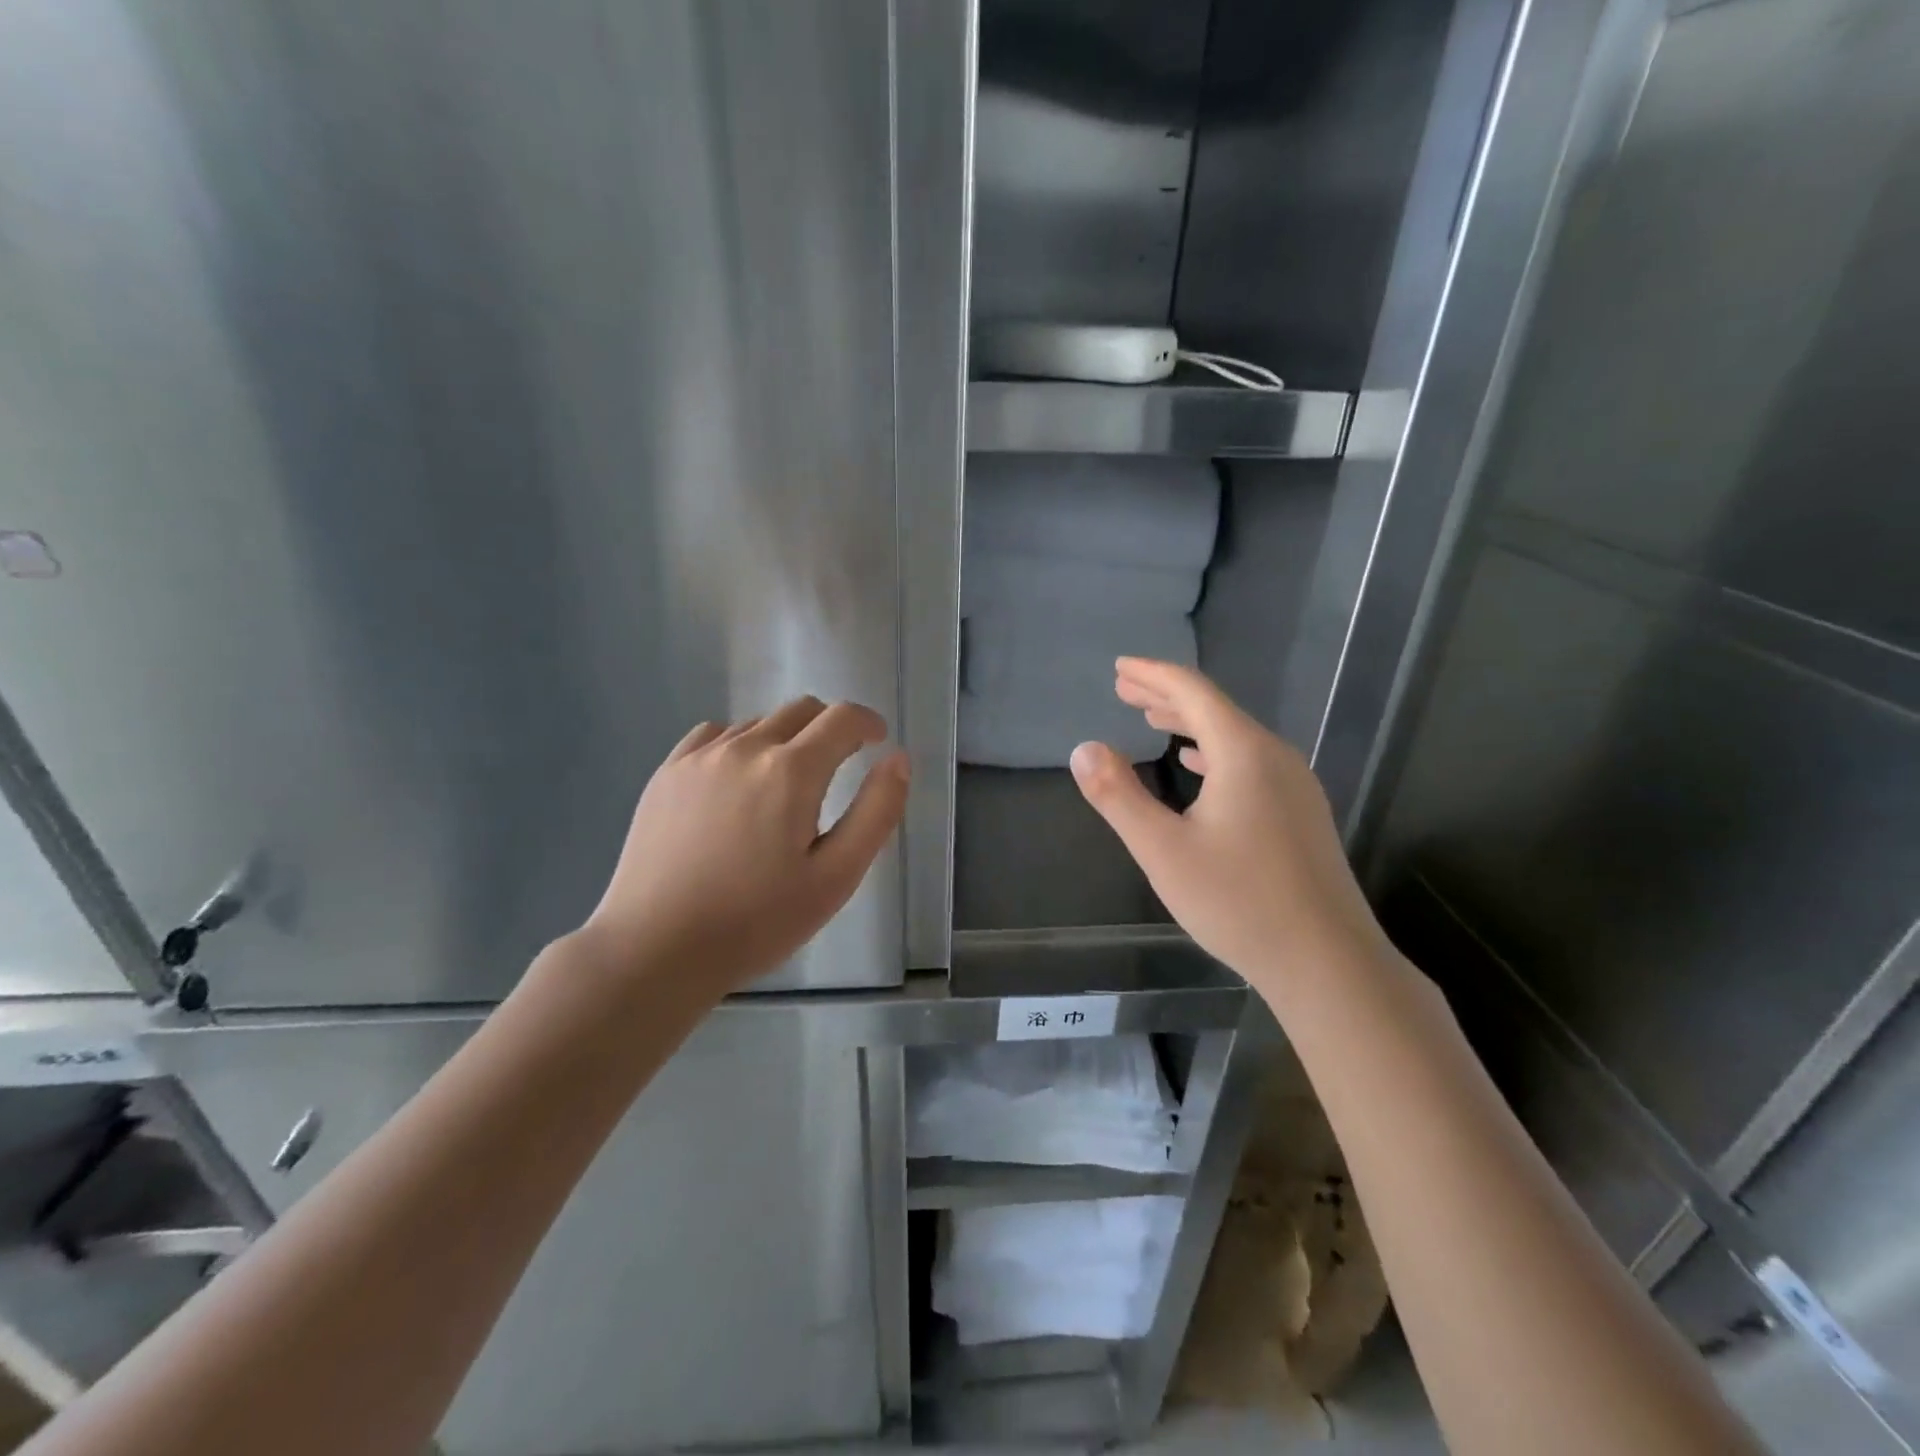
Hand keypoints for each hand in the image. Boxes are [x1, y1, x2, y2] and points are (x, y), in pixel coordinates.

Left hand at [580, 698, 909, 998]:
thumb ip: (876, 812)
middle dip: (830, 727)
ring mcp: (699, 756)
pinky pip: (715, 735)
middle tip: (839, 764)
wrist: (655, 949)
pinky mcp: (667, 773)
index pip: (842, 719)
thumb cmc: (757, 921)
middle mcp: (745, 747)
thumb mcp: (836, 877)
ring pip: (758, 723)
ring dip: (785, 738)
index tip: (877, 740)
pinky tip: (737, 782)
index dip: (868, 723)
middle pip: (800, 710)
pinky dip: (740, 744)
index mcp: (791, 771)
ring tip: (786, 784)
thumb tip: (897, 759)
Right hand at [1069, 658, 1387, 991]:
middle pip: (1215, 709)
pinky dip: (1213, 752)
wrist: (1327, 961)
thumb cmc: (1238, 902)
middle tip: (1125, 688)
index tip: (1120, 668)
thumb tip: (1084, 749)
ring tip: (1151, 718)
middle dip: (1167, 695)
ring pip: (1234, 736)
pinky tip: (1196, 765)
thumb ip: (1119, 796)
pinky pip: (1250, 761)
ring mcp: (1295, 785)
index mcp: (1244, 753)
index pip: (1193, 693)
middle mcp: (1275, 757)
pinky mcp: (1301, 813)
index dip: (1153, 675)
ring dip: (1189, 723)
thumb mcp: (1162, 850)